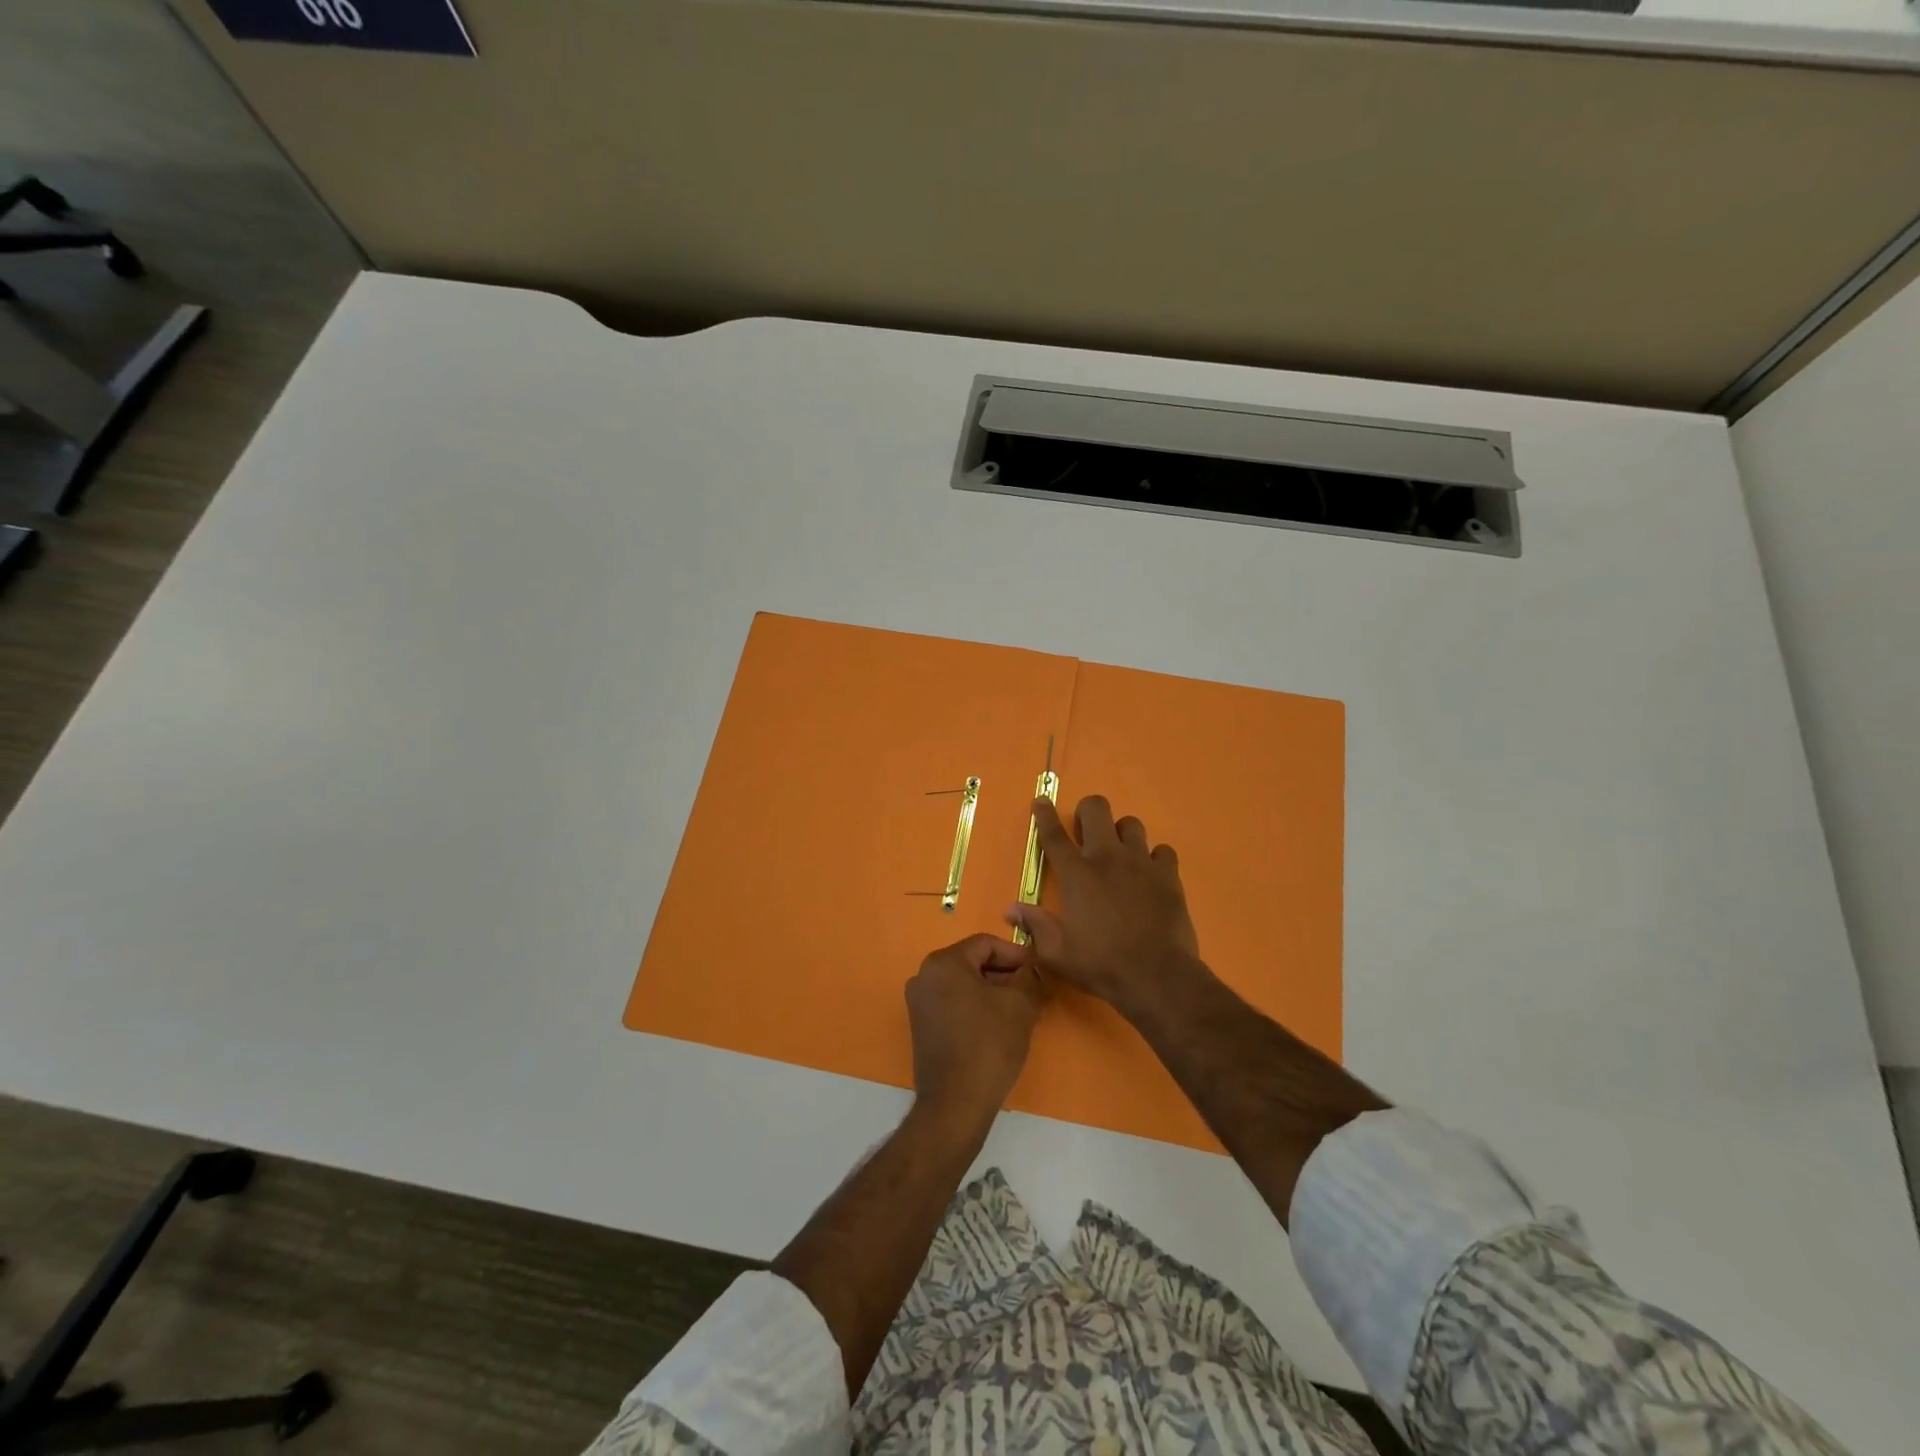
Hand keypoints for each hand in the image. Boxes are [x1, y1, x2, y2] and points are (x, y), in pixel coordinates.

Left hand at [905, 934, 1046, 1132]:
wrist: (956, 1104)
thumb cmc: (989, 1045)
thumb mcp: (1020, 1005)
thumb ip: (1030, 977)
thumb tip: (1034, 968)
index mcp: (944, 962)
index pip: (986, 944)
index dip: (1016, 954)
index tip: (1038, 970)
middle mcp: (924, 975)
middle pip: (973, 962)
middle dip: (1005, 974)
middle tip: (1033, 990)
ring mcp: (919, 1002)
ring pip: (964, 984)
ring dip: (993, 991)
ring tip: (1020, 1009)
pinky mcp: (921, 1027)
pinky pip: (954, 1004)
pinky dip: (976, 1007)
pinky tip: (999, 1026)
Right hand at [1005, 795, 1202, 1016]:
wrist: (1157, 977)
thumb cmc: (1101, 964)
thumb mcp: (1057, 953)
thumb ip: (1034, 926)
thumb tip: (1011, 910)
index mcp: (1076, 874)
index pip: (1053, 834)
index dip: (1045, 814)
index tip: (1041, 800)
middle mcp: (1107, 857)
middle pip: (1096, 809)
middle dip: (1088, 813)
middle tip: (1086, 834)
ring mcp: (1141, 862)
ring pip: (1131, 823)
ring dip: (1122, 834)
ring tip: (1120, 855)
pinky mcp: (1168, 875)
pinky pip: (1162, 850)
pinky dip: (1154, 858)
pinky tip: (1150, 875)